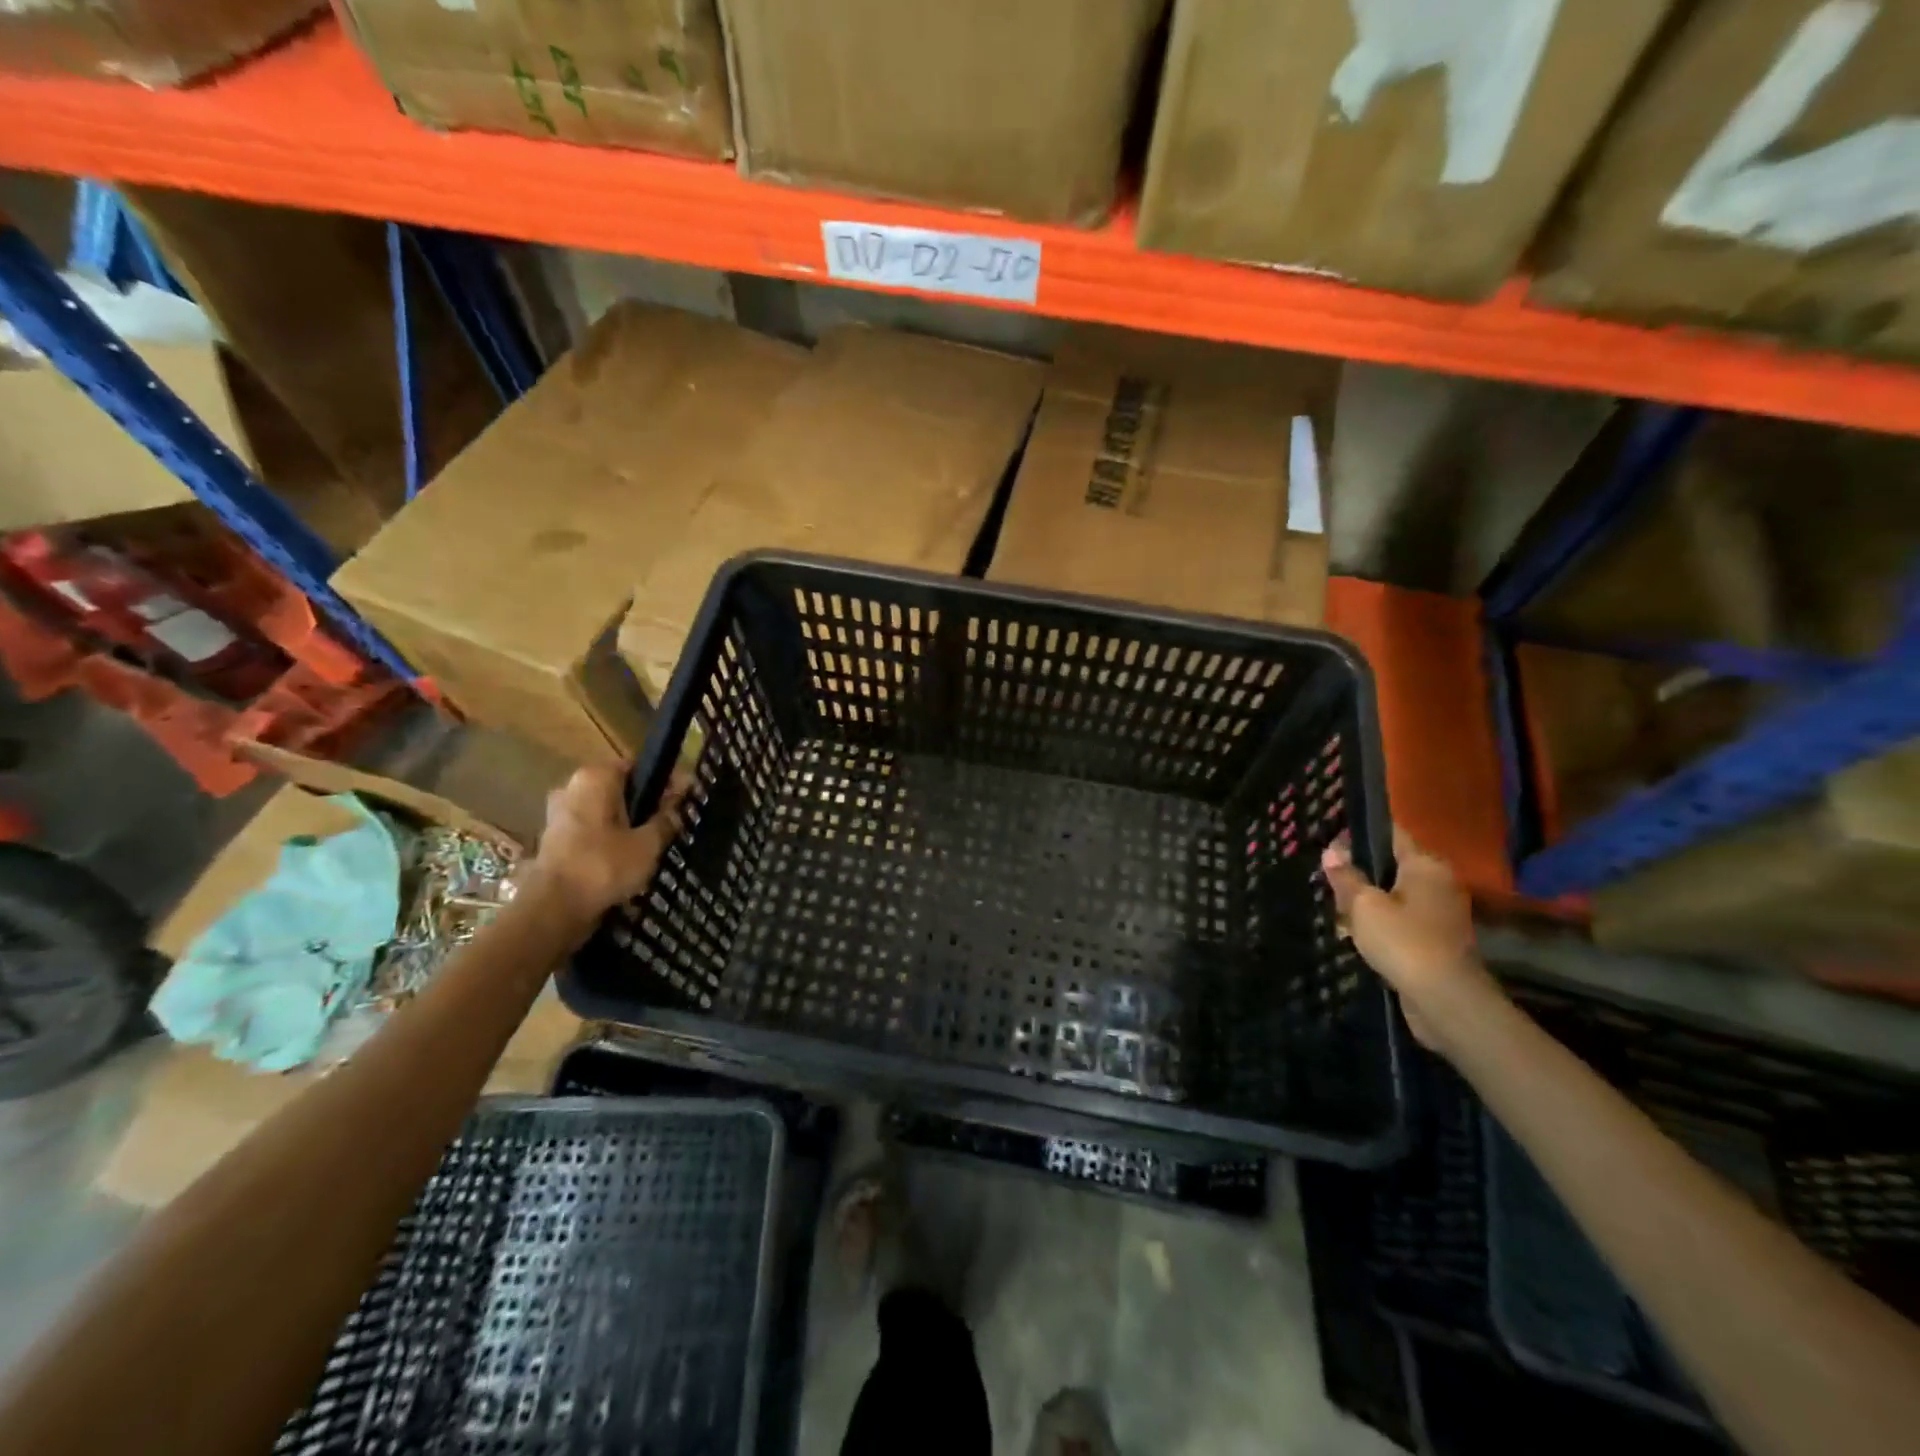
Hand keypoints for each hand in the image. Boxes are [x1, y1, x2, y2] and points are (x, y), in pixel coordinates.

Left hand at [523, 766, 688, 931]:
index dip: (664, 781)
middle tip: (673, 822)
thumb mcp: (648, 843)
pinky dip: (610, 841)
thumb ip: (666, 819)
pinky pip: (592, 832)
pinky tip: (630, 859)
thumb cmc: (604, 866)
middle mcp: (572, 788)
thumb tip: (678, 804)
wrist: (554, 910)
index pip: (637, 767)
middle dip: (645, 804)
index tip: (685, 798)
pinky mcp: (555, 841)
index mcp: (594, 777)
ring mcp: (559, 815)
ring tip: (655, 844)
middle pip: (620, 789)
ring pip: (606, 812)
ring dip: (628, 824)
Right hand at [1321, 827, 1496, 1054]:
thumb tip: (1332, 852)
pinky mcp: (1438, 940)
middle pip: (1392, 866)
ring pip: (1395, 895)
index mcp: (1425, 864)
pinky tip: (1357, 935)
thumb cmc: (1403, 941)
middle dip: (1360, 872)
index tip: (1330, 843)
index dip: (1359, 834)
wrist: (1445, 1000)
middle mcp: (1439, 882)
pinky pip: (1403, 920)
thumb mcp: (1363, 905)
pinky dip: (1382, 924)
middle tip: (1328, 882)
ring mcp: (1442, 913)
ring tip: (1337, 911)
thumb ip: (1346, 877)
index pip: (1391, 833)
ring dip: (1368, 902)